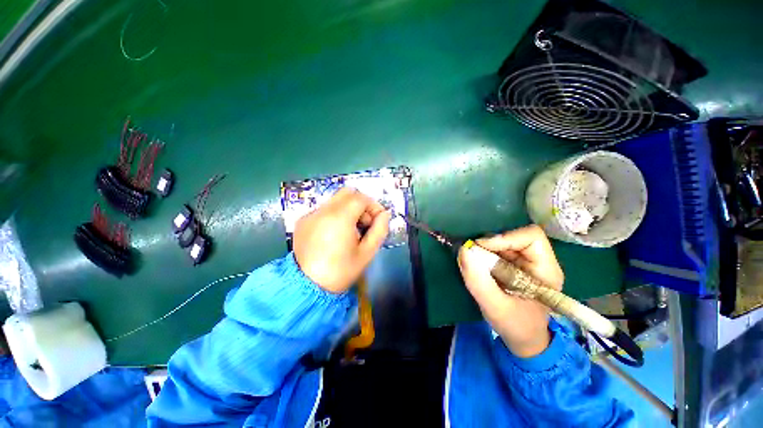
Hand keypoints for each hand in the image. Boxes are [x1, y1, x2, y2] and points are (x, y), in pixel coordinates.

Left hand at [294, 187, 390, 293]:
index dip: (373, 206)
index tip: (377, 220)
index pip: (361, 198)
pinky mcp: (302, 221)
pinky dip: (333, 215)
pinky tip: (333, 234)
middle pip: (347, 192)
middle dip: (360, 204)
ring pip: (335, 200)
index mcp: (340, 218)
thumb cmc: (341, 271)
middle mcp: (323, 210)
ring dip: (347, 209)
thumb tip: (385, 214)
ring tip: (349, 230)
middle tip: (363, 223)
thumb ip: (380, 230)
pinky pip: (323, 209)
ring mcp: (310, 214)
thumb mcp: (367, 253)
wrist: (307, 287)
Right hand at [458, 225, 563, 357]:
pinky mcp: (514, 264)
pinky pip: (496, 250)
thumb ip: (478, 281)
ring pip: (503, 241)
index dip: (506, 237)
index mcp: (546, 270)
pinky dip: (483, 254)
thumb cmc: (516, 326)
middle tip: (473, 256)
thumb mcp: (495, 307)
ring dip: (485, 249)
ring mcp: (526, 262)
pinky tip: (478, 267)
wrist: (523, 339)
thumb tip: (464, 250)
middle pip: (514, 236)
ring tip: (475, 264)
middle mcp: (538, 261)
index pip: (531, 237)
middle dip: (491, 244)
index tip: (482, 247)